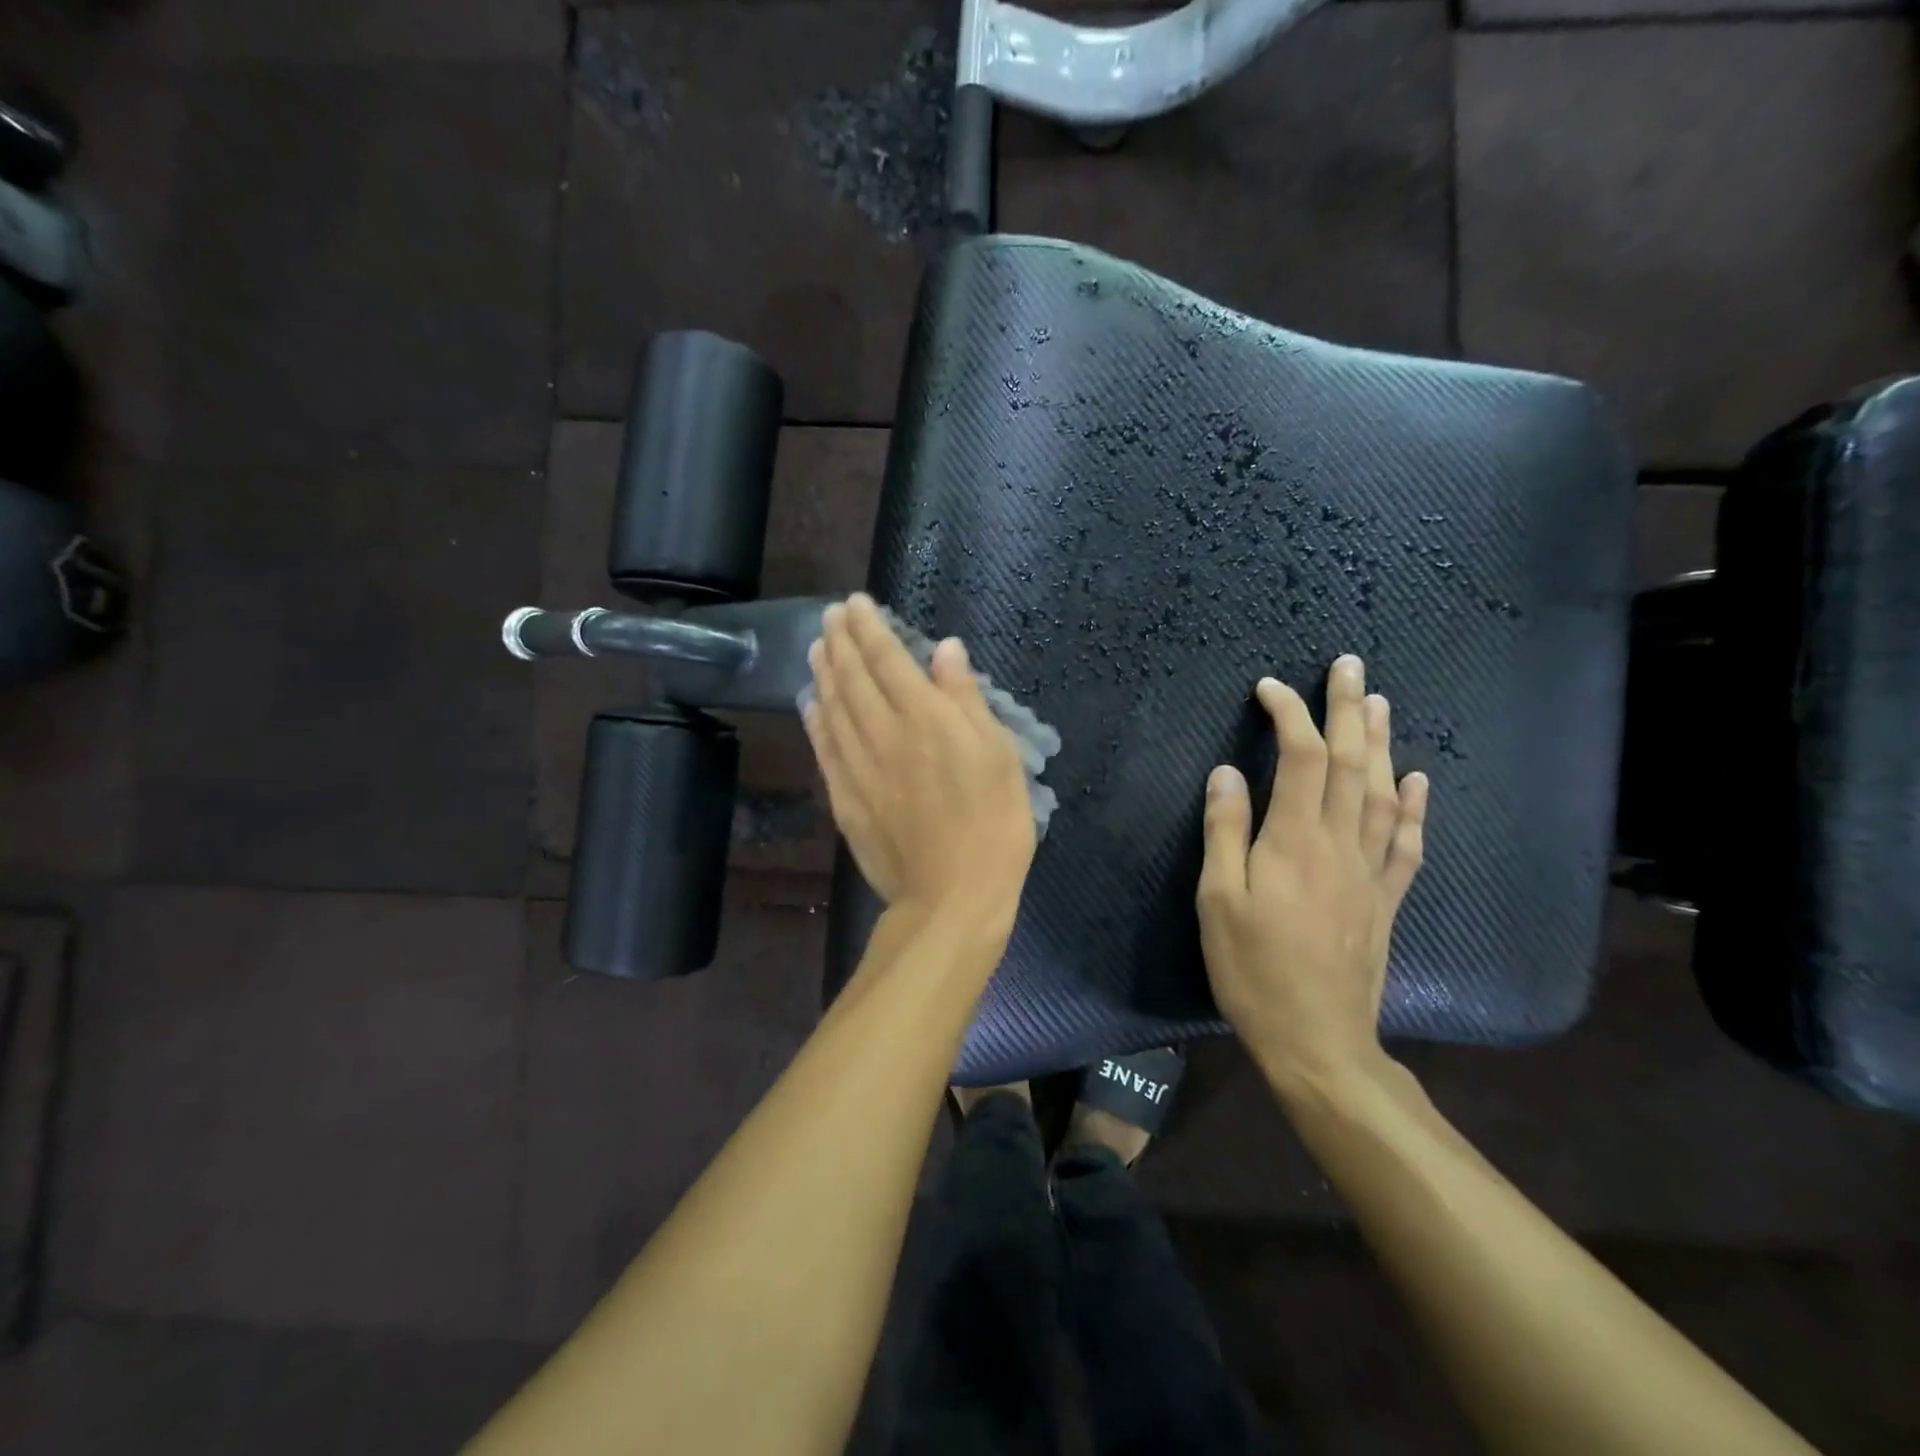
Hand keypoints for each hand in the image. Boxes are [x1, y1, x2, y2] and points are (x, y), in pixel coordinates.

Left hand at [803, 594, 1036, 924]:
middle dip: (840, 641)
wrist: (952, 896)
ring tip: (816, 647)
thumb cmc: (993, 824)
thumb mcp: (999, 755)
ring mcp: (858, 767)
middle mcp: (884, 733)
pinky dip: (815, 720)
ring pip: (833, 707)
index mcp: (926, 718)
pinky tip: (811, 704)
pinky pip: (824, 749)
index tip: (855, 604)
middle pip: (853, 676)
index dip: (870, 628)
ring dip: (823, 672)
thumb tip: (946, 649)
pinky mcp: (845, 799)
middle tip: (830, 616)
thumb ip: (966, 699)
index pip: (888, 659)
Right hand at [1196, 655, 1428, 1101]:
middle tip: (1349, 665)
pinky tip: (1417, 780)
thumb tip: (1227, 772)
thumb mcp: (1219, 902)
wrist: (1318, 1041)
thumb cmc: (1254, 970)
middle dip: (1348, 709)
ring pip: (1383, 793)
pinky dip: (1414, 807)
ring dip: (1381, 743)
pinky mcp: (1385, 899)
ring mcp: (1371, 872)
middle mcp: (1341, 845)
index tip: (1269, 688)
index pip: (1300, 759)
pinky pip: (1407, 843)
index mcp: (1295, 842)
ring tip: (1380, 703)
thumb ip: (1224, 833)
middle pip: (1350, 763)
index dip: (1289, 715)